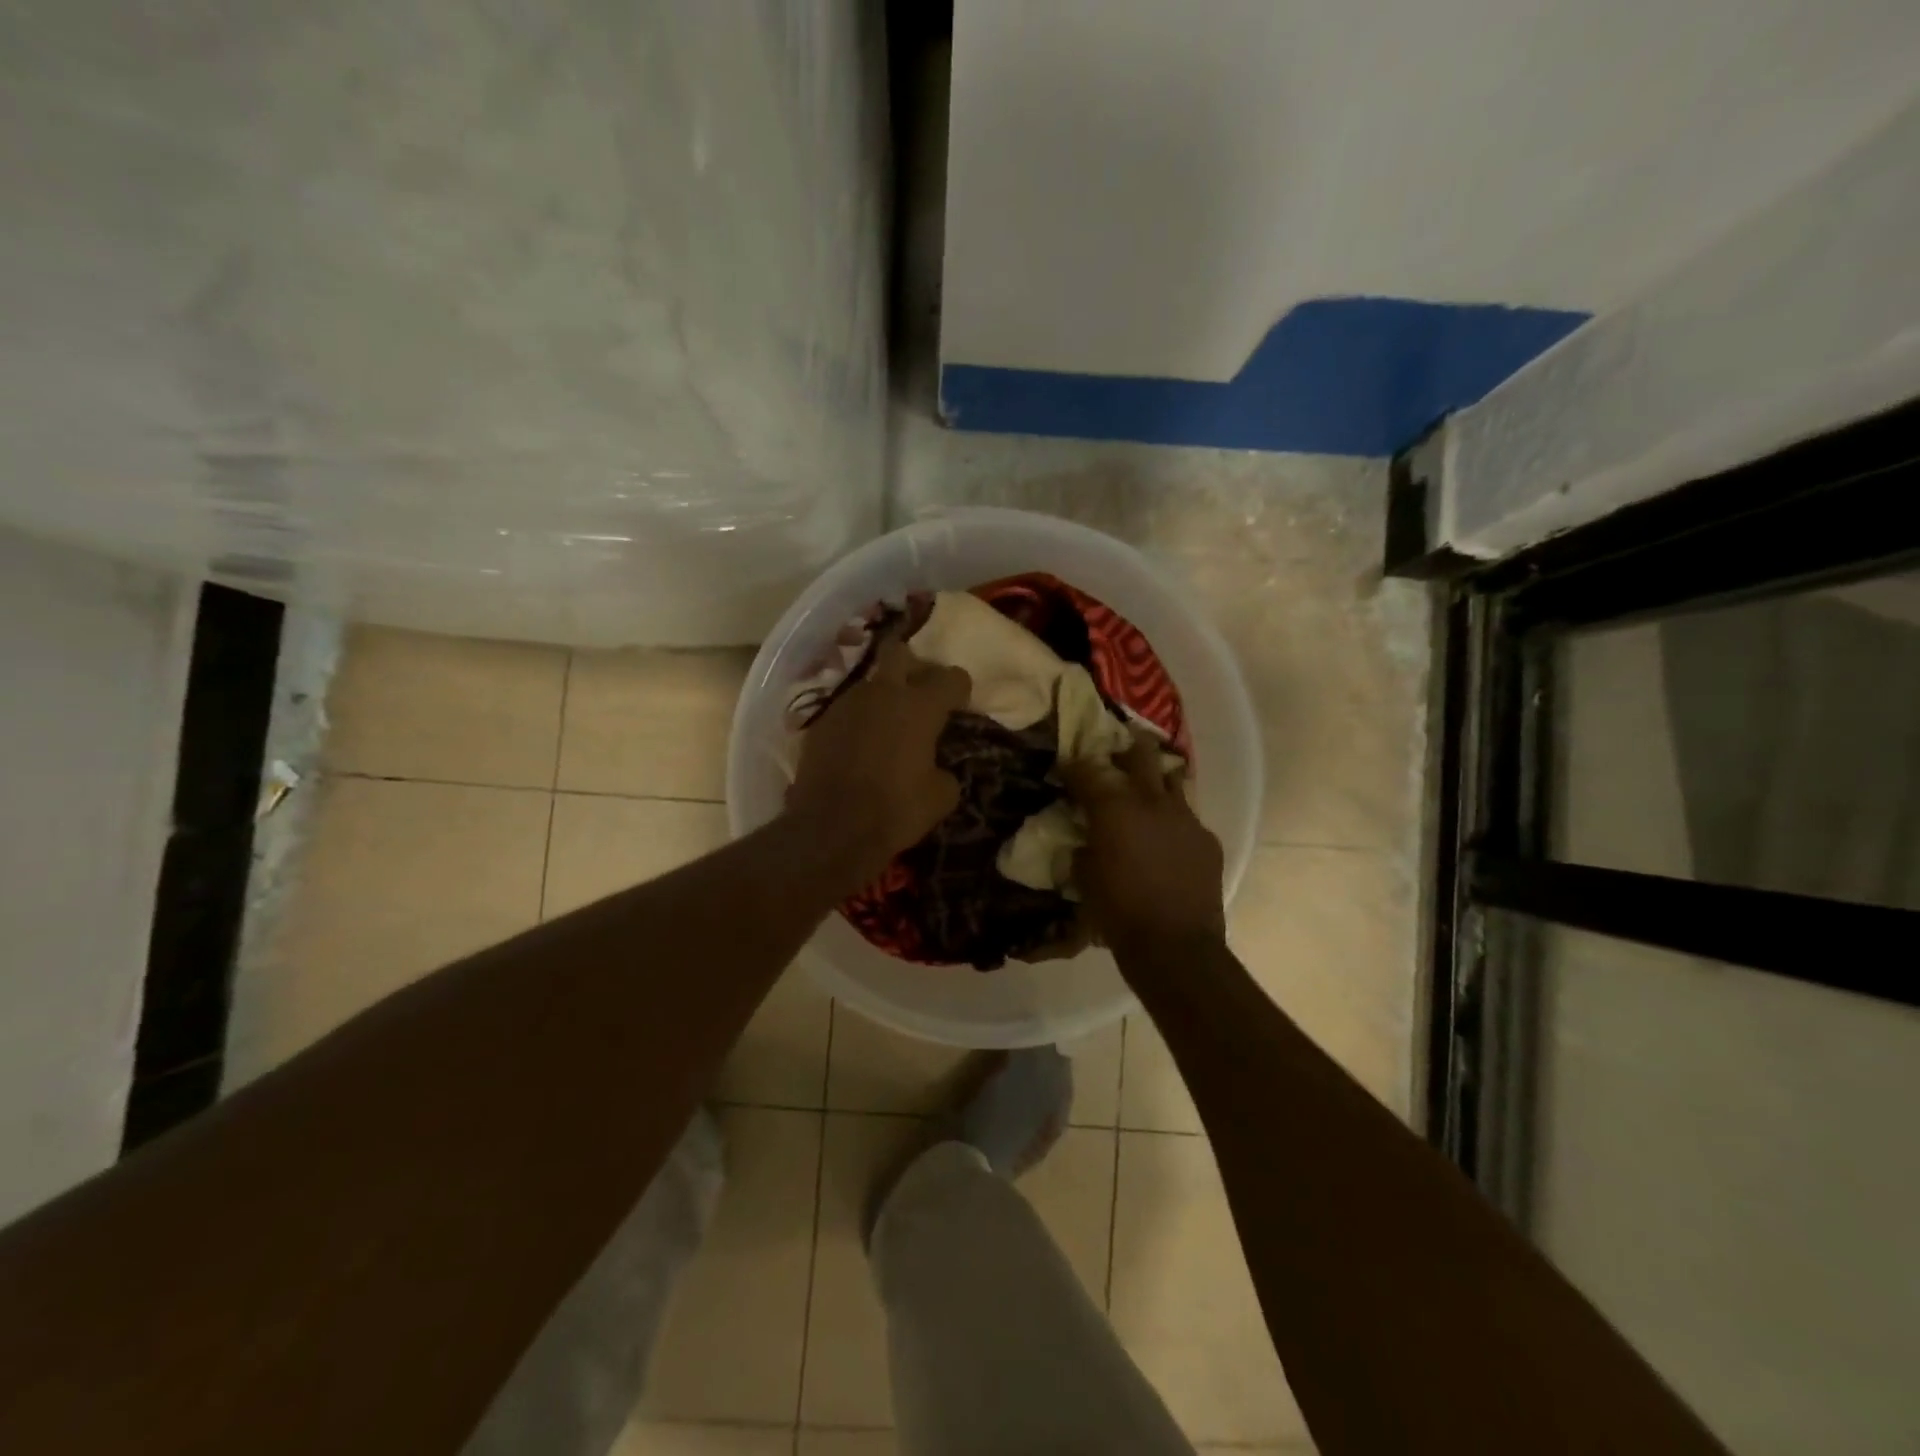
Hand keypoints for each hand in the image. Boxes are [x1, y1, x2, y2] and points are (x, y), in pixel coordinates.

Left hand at [788, 635, 970, 885]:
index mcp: (920, 706)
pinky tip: (859, 749)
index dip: (959, 691)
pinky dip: (858, 722)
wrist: (830, 829)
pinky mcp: (819, 723)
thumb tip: (936, 768)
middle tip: (919, 696)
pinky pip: (847, 711)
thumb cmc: (895, 811)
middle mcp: (882, 693)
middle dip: (913, 667)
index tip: (958, 708)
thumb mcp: (942, 797)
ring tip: (886, 729)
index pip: (952, 677)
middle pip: (899, 653)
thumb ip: (944, 771)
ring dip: (882, 698)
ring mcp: (846, 704)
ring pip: (870, 684)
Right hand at [1063, 736, 1225, 957]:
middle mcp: (1152, 802)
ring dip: (1156, 782)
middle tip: (1116, 756)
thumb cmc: (1117, 912)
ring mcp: (1185, 819)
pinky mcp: (1208, 840)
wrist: (1174, 946)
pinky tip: (1168, 842)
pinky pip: (1188, 819)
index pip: (1088, 771)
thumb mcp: (1084, 879)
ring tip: (1146, 793)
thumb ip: (1083, 849)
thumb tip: (1085, 841)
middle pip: (1141, 756)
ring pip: (1172, 781)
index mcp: (1114, 808)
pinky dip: (1174, 823)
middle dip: (1126, 750)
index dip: (1073, 766)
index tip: (1066, 767)